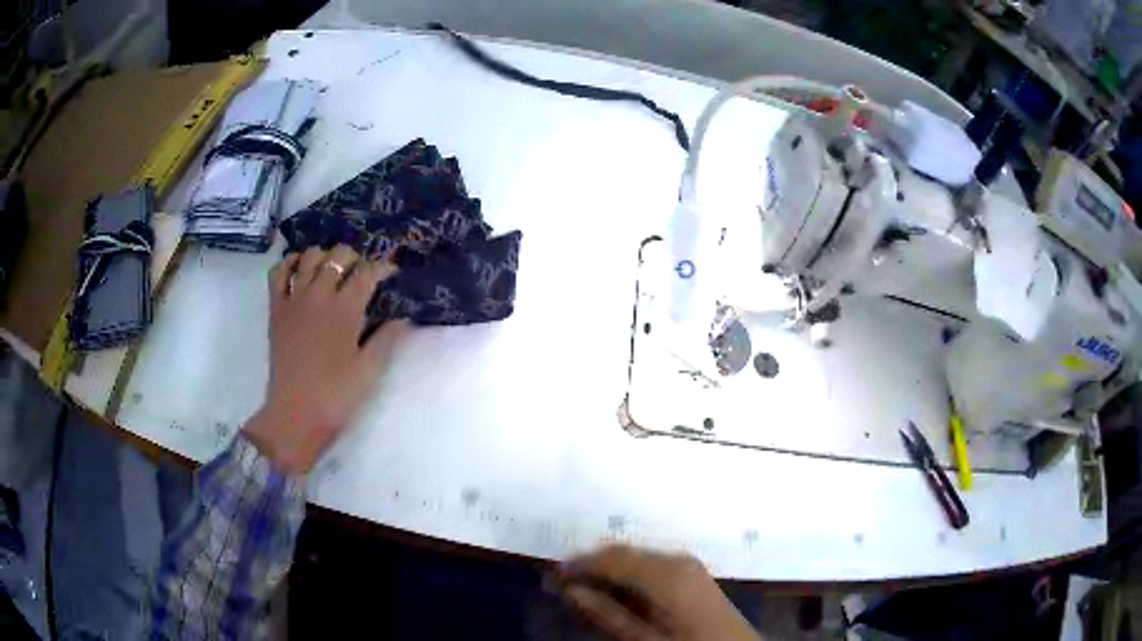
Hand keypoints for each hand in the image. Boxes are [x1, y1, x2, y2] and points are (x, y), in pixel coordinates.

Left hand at [244, 245, 406, 473]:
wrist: (295, 414)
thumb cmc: (336, 395)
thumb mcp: (370, 370)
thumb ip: (387, 339)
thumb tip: (402, 317)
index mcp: (345, 309)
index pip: (367, 272)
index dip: (383, 267)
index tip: (392, 272)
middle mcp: (319, 294)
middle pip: (338, 255)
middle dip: (355, 258)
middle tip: (362, 274)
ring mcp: (294, 298)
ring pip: (309, 256)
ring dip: (325, 256)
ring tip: (333, 271)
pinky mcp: (276, 308)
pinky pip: (278, 271)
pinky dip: (290, 262)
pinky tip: (300, 270)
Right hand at [557, 545, 758, 640]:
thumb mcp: (643, 637)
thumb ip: (606, 612)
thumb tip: (571, 590)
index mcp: (666, 574)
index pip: (611, 558)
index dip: (578, 564)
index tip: (553, 576)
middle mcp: (676, 559)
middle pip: (623, 551)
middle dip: (591, 563)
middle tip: (563, 581)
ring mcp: (687, 562)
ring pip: (636, 554)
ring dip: (608, 566)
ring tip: (583, 585)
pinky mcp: (692, 570)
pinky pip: (651, 561)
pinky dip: (628, 570)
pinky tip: (615, 587)